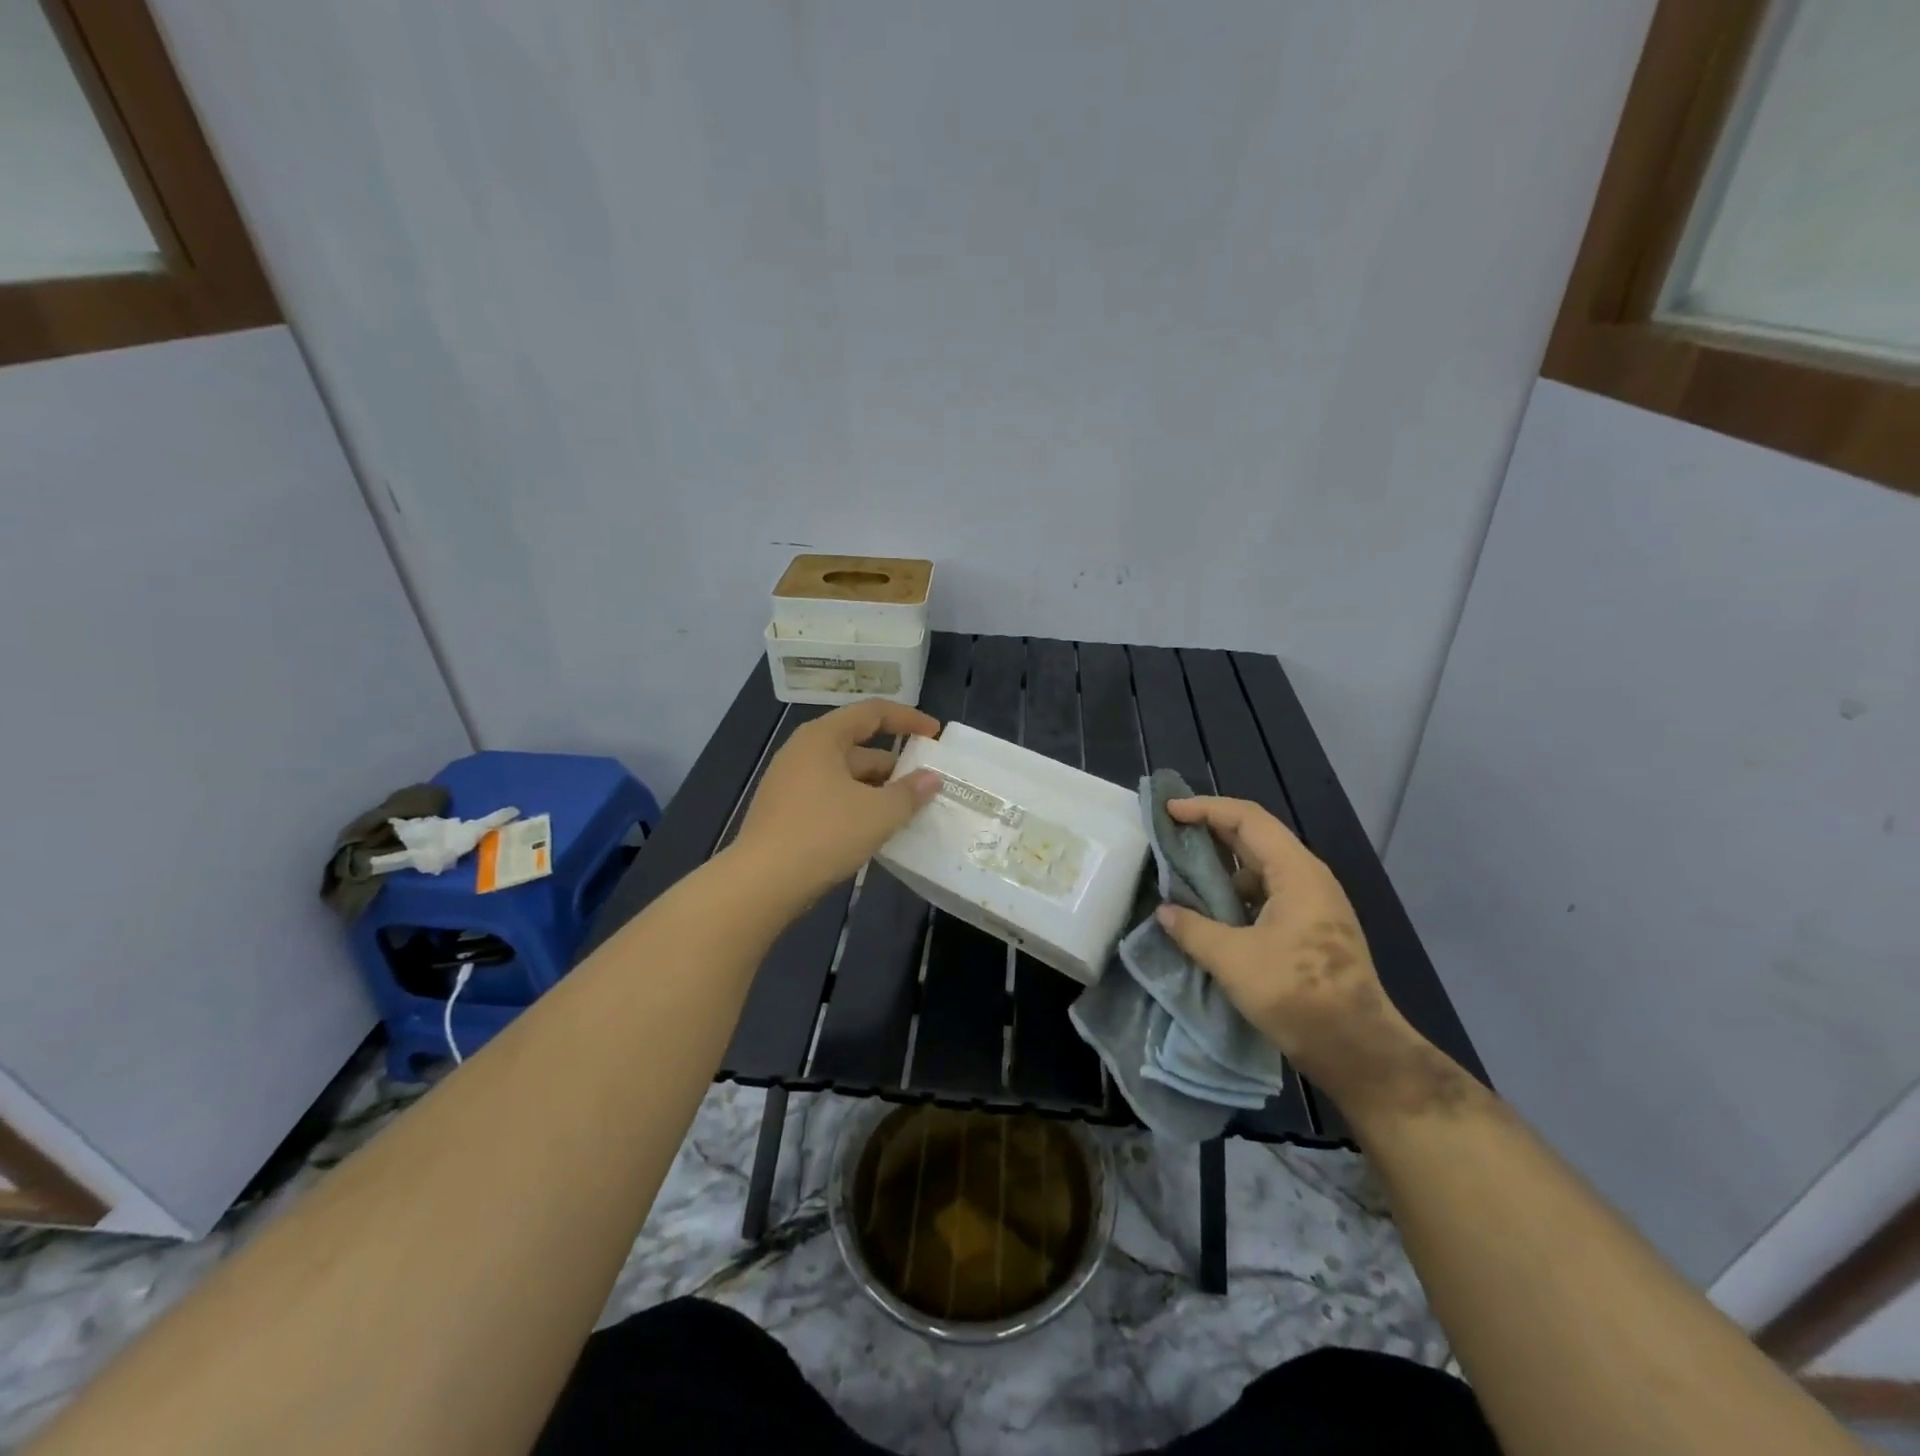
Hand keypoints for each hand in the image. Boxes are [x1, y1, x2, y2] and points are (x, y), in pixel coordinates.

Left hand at [730, 699, 942, 906]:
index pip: (872, 712)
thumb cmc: (823, 835)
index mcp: (822, 737)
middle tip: (925, 784)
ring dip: (877, 789)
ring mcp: (791, 782)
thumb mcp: (878, 814)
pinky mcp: (786, 811)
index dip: (907, 719)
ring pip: (845, 775)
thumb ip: (910, 793)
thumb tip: (932, 778)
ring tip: (906, 810)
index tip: (934, 734)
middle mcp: (803, 752)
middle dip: (894, 764)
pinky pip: (831, 797)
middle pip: (858, 745)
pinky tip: (874, 829)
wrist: (761, 883)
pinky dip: (856, 805)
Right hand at [1155, 797, 1438, 1110]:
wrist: (1358, 1050)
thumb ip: (1193, 929)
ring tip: (1180, 870)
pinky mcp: (1308, 930)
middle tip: (1168, 834)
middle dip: (1209, 831)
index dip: (1206, 809)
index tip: (1169, 811)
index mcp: (1296, 872)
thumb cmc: (1298, 995)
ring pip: (1258, 869)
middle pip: (1254, 838)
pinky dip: (1233, 893)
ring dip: (1220, 865)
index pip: (1248, 819)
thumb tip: (1164, 912)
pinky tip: (1207, 910)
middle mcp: (1306, 878)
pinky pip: (1264, 895)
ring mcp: (1311, 905)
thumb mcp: (1233, 960)